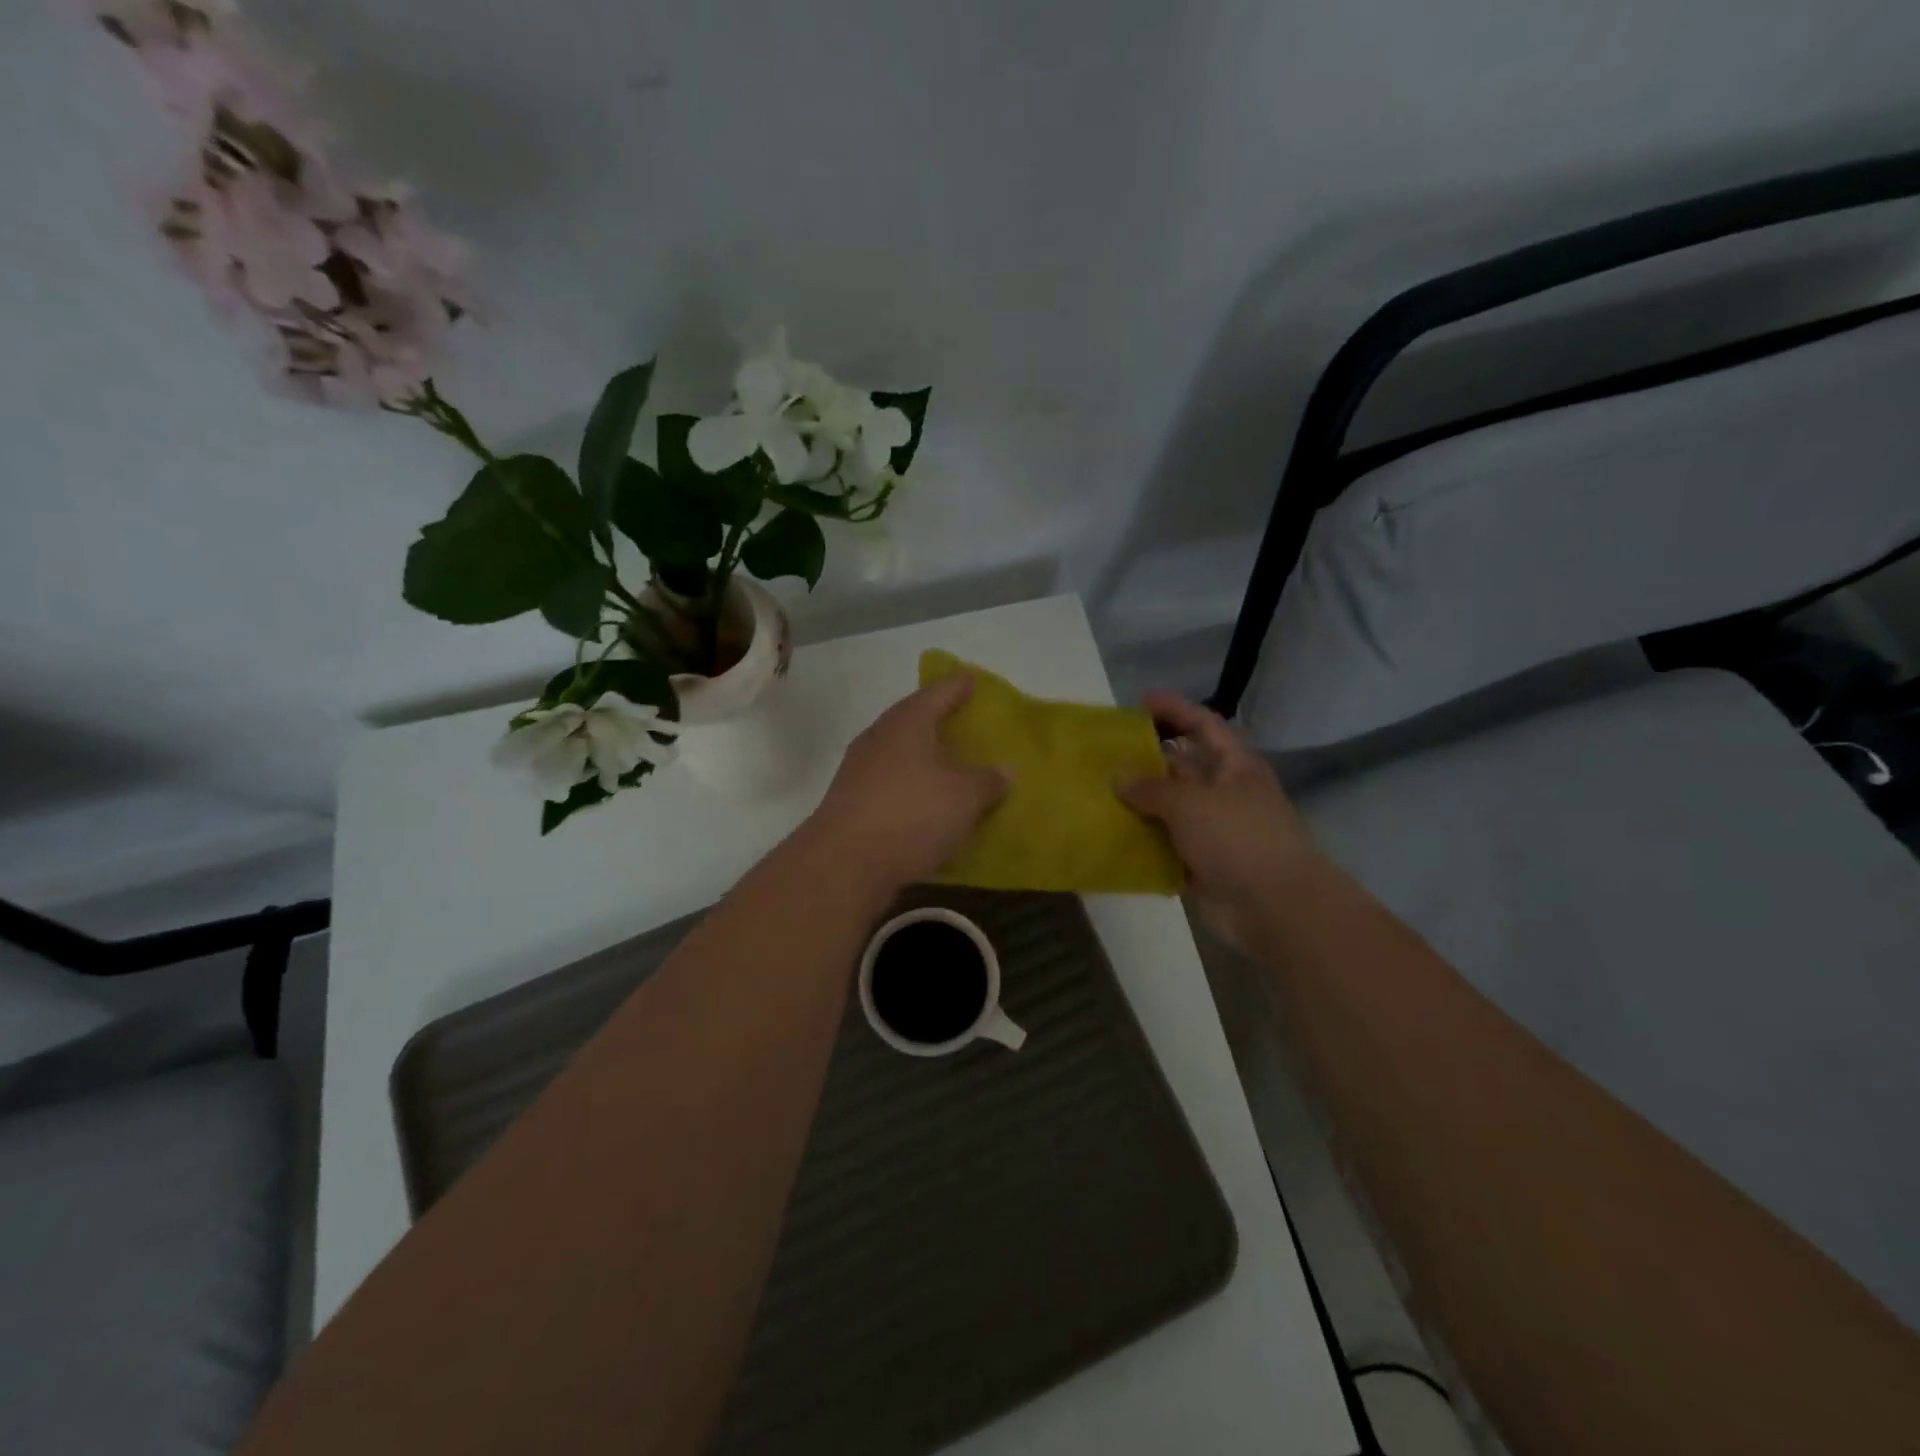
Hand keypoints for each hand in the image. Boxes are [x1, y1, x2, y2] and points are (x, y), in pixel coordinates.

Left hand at [806, 675, 1008, 890]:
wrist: (844, 863)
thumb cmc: (911, 814)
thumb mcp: (964, 796)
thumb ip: (988, 780)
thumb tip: (1005, 771)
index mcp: (907, 722)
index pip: (938, 692)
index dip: (958, 685)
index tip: (973, 680)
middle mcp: (879, 738)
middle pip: (913, 721)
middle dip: (938, 722)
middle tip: (965, 725)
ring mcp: (859, 771)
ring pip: (899, 755)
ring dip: (924, 760)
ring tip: (951, 768)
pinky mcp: (851, 804)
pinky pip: (891, 786)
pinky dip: (911, 790)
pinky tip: (928, 806)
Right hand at [1118, 691, 1320, 948]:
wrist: (1275, 907)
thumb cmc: (1238, 838)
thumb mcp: (1191, 803)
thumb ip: (1151, 788)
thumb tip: (1119, 778)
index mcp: (1235, 767)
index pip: (1204, 726)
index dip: (1176, 709)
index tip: (1141, 699)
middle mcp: (1224, 794)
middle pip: (1182, 768)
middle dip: (1146, 760)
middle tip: (1104, 753)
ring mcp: (1213, 832)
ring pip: (1169, 810)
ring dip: (1138, 804)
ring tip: (1096, 793)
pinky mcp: (1200, 865)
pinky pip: (1164, 847)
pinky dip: (1141, 843)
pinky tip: (1108, 837)